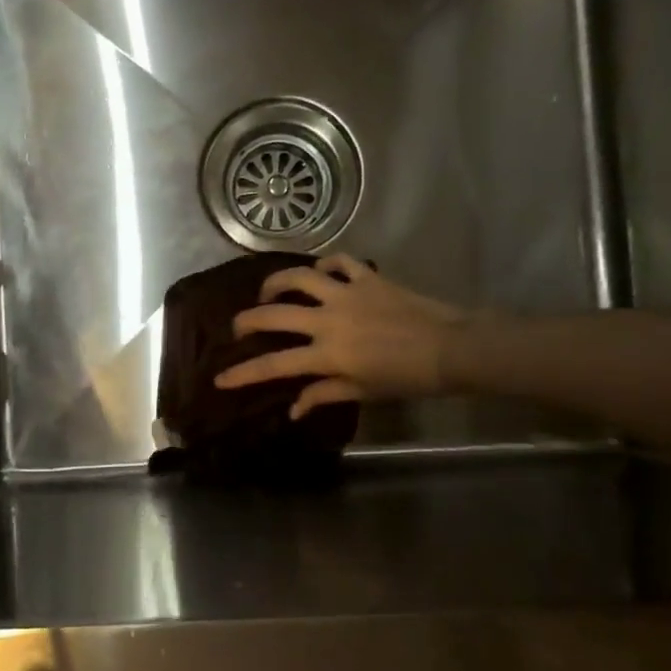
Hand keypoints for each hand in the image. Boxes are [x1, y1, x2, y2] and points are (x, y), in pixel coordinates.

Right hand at [214, 254, 469, 418]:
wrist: (452, 348)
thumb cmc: (407, 378)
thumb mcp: (364, 391)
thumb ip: (324, 394)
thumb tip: (293, 409)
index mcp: (327, 354)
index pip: (274, 365)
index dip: (242, 374)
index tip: (219, 379)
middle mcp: (328, 320)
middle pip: (274, 315)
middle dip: (247, 321)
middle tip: (239, 327)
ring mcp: (347, 294)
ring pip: (299, 278)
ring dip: (277, 283)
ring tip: (269, 291)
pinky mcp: (367, 278)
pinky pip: (339, 262)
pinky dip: (325, 263)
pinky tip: (320, 271)